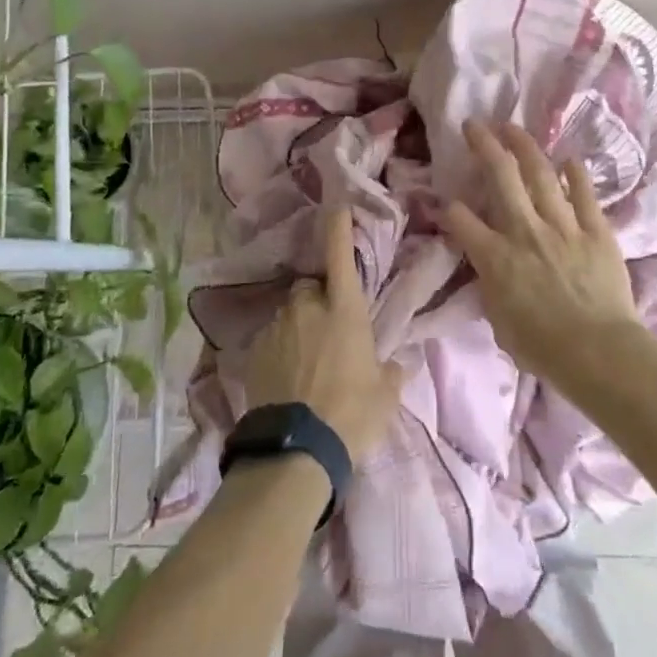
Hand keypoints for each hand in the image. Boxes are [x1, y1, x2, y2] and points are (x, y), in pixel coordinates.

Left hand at [244, 206, 406, 459]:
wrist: (297, 449)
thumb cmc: (352, 414)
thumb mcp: (385, 395)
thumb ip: (393, 371)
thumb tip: (402, 362)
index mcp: (344, 309)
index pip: (339, 255)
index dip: (337, 228)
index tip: (335, 207)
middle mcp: (307, 308)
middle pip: (309, 288)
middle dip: (318, 300)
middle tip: (328, 330)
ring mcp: (277, 328)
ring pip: (289, 315)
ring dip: (298, 327)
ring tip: (307, 363)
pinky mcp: (254, 352)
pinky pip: (272, 340)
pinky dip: (280, 350)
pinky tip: (288, 379)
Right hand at [437, 119, 643, 379]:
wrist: (598, 353)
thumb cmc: (542, 348)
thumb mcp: (498, 321)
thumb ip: (490, 286)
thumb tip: (487, 269)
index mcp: (494, 257)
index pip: (460, 219)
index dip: (447, 207)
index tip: (445, 202)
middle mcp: (524, 231)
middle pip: (500, 176)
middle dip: (484, 145)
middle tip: (474, 125)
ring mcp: (562, 226)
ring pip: (540, 174)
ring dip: (524, 146)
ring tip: (512, 127)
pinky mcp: (596, 230)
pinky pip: (584, 194)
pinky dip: (575, 174)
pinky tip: (568, 158)